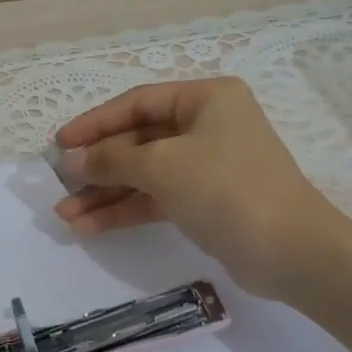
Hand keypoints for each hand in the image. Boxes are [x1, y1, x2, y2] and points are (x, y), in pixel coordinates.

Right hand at [53, 77, 343, 299]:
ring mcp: (206, 165)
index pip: (136, 103)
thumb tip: (71, 160)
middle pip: (138, 140)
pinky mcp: (205, 201)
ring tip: (65, 214)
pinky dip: (125, 210)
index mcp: (205, 98)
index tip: (59, 143)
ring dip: (105, 194)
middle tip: (60, 182)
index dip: (94, 123)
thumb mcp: (161, 166)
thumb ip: (110, 159)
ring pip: (144, 173)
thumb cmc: (225, 188)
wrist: (291, 252)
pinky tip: (89, 227)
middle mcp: (206, 125)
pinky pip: (156, 198)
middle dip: (97, 165)